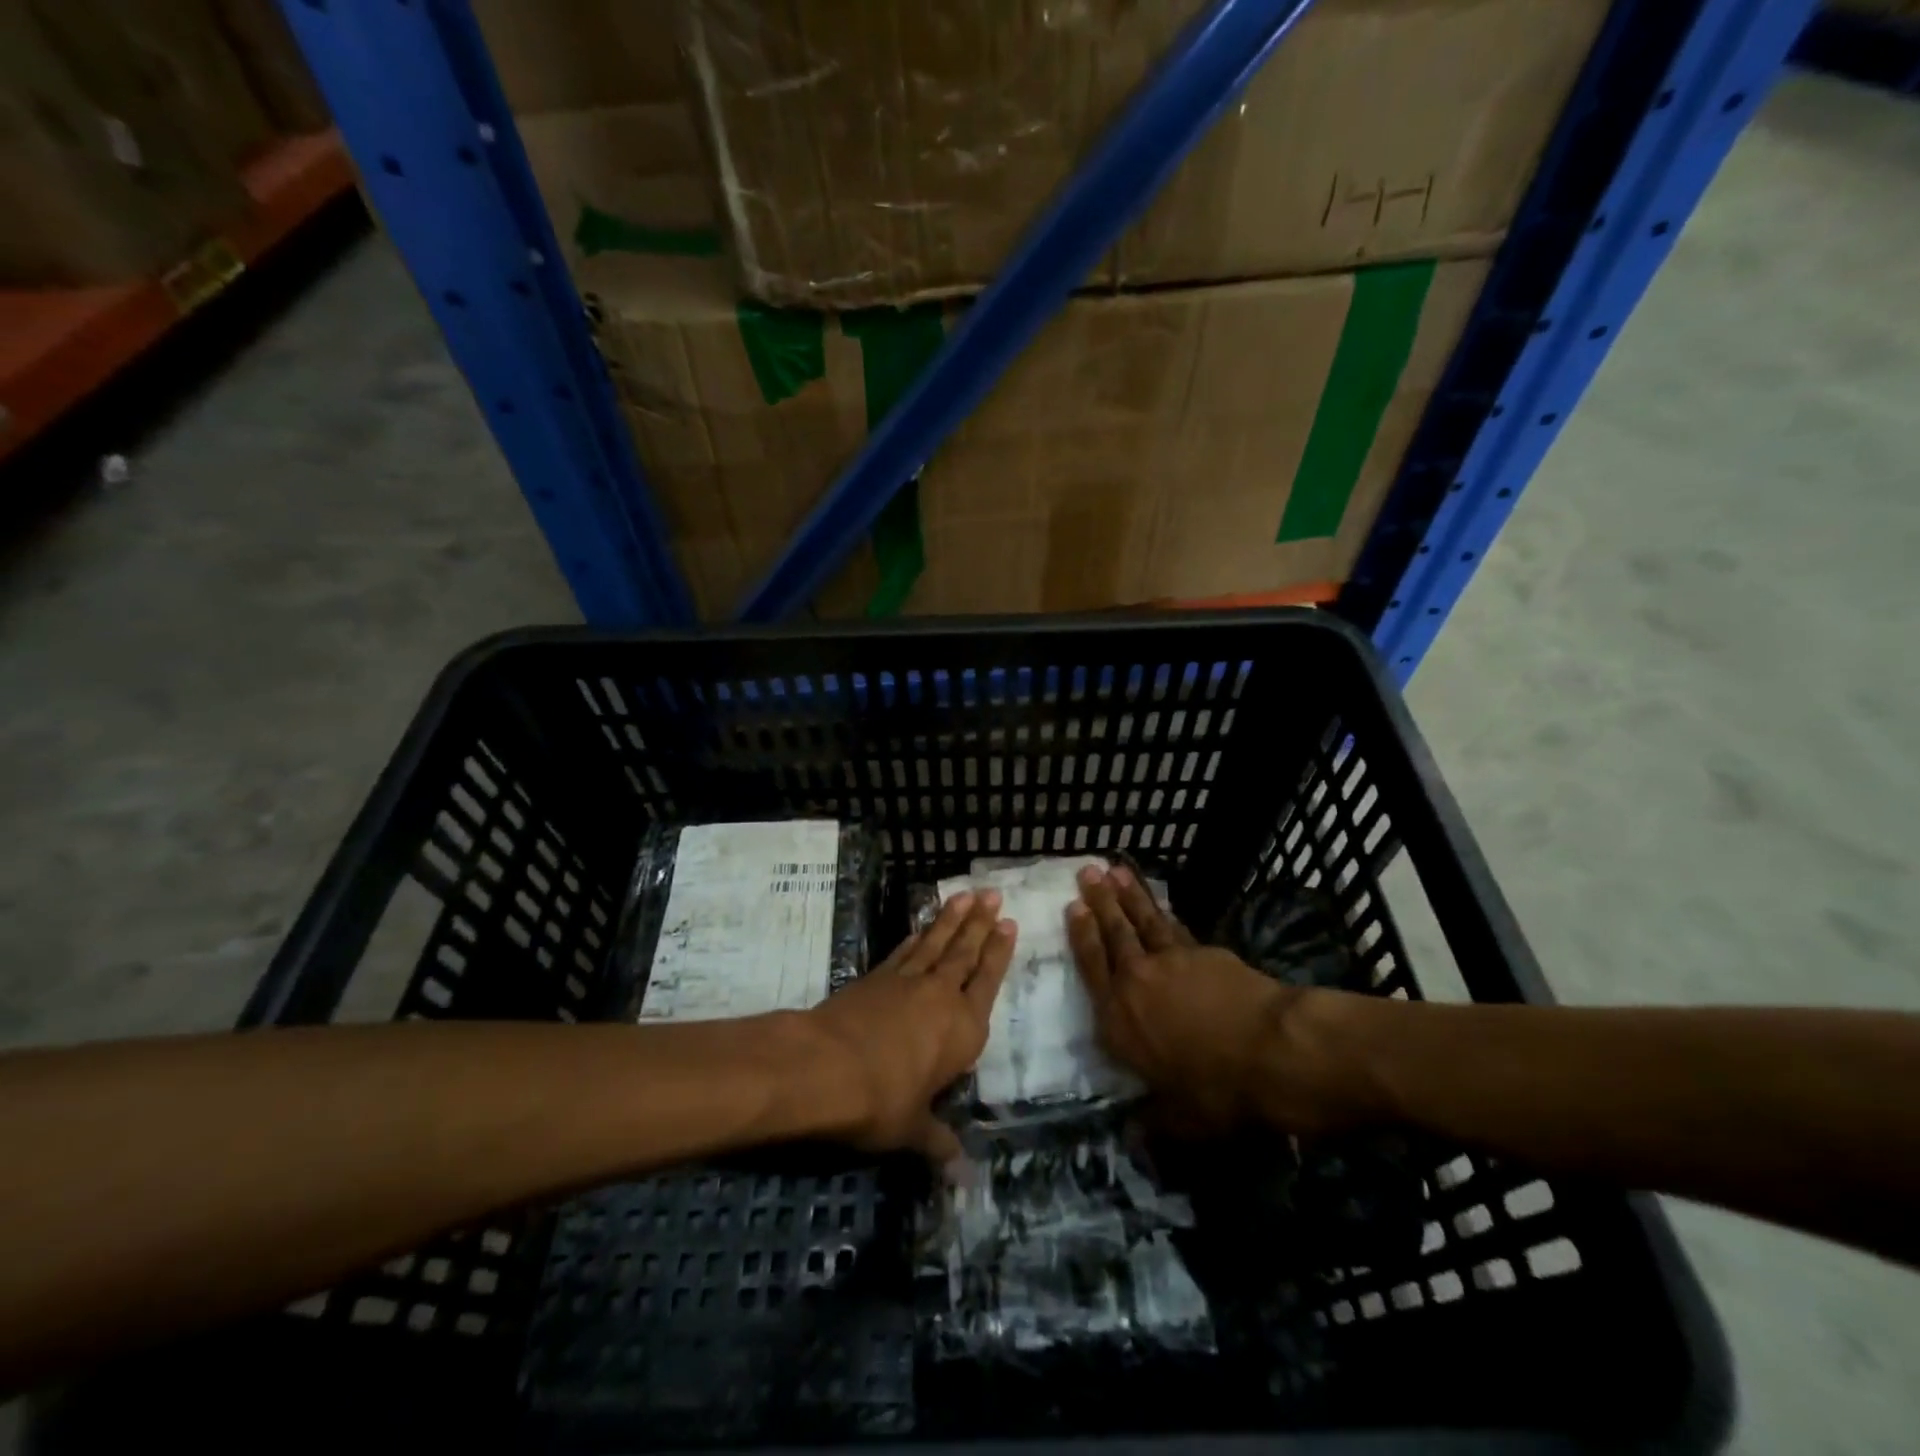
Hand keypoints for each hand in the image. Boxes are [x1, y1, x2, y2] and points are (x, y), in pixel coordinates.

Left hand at [807, 891, 1014, 1163]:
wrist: (826, 1066)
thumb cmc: (881, 1100)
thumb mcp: (912, 1128)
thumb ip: (938, 1143)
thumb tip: (963, 1176)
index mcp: (963, 1030)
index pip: (987, 982)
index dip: (999, 953)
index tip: (1009, 924)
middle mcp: (941, 997)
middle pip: (965, 953)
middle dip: (981, 923)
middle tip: (993, 894)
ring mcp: (906, 981)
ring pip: (936, 943)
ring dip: (951, 919)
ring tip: (966, 895)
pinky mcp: (876, 977)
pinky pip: (903, 950)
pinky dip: (916, 936)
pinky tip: (921, 927)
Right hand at [1068, 865, 1333, 1132]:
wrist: (1270, 1050)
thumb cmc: (1217, 1091)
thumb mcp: (1181, 1120)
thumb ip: (1153, 1122)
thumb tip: (1133, 1138)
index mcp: (1118, 1020)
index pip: (1092, 968)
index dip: (1081, 935)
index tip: (1073, 907)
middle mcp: (1136, 981)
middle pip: (1113, 933)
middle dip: (1099, 901)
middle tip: (1086, 871)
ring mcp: (1171, 961)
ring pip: (1143, 921)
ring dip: (1128, 895)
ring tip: (1115, 870)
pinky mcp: (1204, 953)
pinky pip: (1175, 927)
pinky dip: (1164, 912)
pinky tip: (1160, 905)